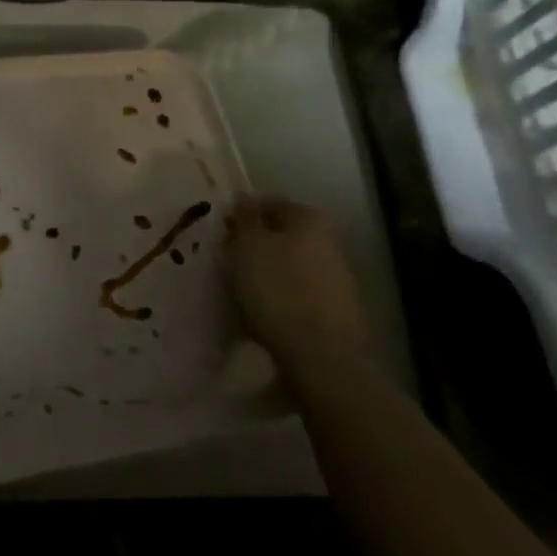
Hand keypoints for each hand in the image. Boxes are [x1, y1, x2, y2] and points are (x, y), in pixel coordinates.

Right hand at [225, 197, 368, 355]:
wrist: (322, 356)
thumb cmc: (278, 289)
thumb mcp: (248, 246)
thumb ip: (244, 219)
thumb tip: (243, 199)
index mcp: (309, 219)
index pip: (270, 203)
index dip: (242, 213)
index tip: (220, 229)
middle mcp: (328, 243)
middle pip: (282, 236)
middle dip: (255, 245)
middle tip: (227, 259)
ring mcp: (336, 281)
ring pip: (289, 267)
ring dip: (266, 274)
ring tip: (238, 291)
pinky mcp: (335, 315)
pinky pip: (297, 297)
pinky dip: (278, 301)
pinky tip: (259, 316)